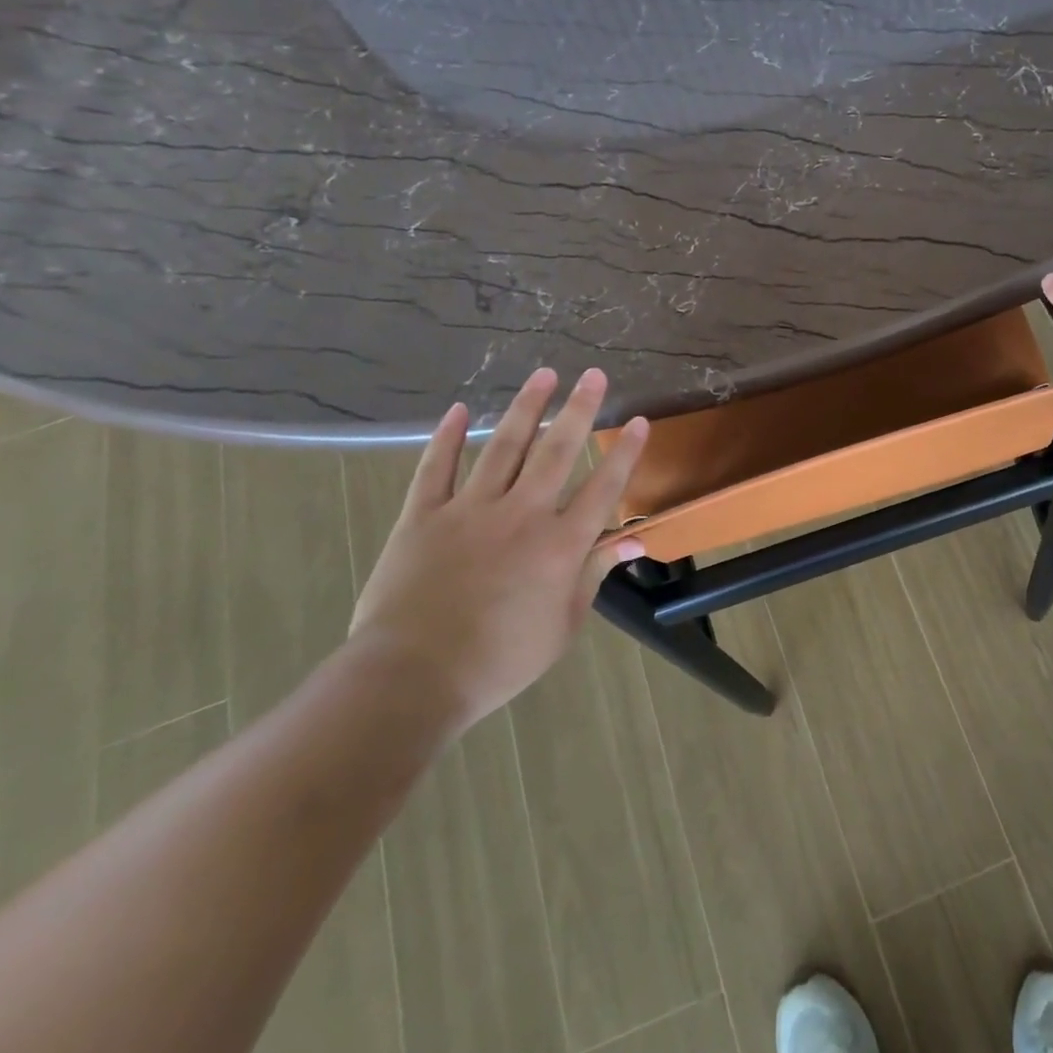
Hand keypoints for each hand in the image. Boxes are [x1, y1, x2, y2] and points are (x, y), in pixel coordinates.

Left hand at [348, 367, 648, 730]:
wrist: (413, 677)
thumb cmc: (500, 660)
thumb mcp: (563, 626)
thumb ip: (595, 575)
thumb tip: (634, 542)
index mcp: (559, 545)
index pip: (603, 488)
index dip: (624, 453)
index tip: (639, 422)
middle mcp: (521, 515)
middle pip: (556, 452)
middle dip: (579, 410)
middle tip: (593, 375)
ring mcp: (469, 510)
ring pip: (503, 448)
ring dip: (526, 409)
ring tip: (544, 375)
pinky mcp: (423, 516)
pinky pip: (435, 468)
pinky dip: (447, 437)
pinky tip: (460, 410)